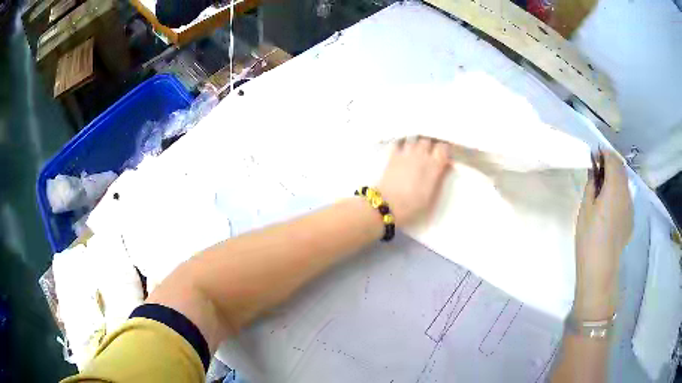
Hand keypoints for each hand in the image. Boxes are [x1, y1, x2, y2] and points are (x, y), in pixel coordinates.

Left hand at [377, 137, 451, 226]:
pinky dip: (401, 144)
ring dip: (416, 144)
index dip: (444, 149)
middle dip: (429, 145)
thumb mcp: (433, 196)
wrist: (389, 205)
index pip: (443, 147)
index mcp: (434, 165)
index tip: (444, 154)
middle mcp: (421, 155)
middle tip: (430, 153)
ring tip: (416, 151)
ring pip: (413, 140)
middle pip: (427, 141)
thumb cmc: (414, 205)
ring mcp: (405, 154)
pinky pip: (398, 143)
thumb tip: (445, 166)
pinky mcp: (392, 156)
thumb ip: (440, 178)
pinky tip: (401, 150)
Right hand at [574, 150, 632, 318]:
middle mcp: (626, 194)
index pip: (613, 160)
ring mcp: (630, 207)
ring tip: (603, 188)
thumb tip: (594, 170)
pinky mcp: (630, 219)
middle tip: (598, 169)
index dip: (604, 154)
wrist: (600, 268)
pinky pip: (626, 197)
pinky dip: (619, 192)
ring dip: (616, 178)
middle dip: (611, 163)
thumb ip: (592, 184)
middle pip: (621, 169)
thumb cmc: (589, 237)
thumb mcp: (585, 208)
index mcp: (615, 188)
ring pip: (625, 183)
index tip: (595, 155)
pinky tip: (610, 205)